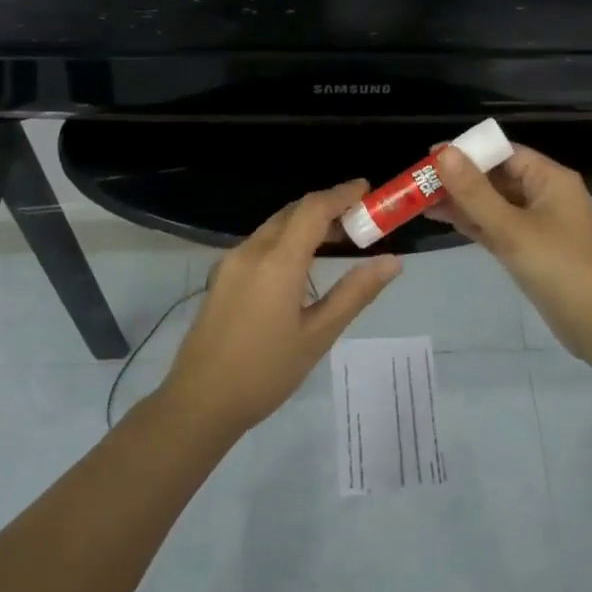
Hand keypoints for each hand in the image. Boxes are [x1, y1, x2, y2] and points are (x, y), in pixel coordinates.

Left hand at [160, 180, 402, 432]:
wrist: (199, 402)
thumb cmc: (265, 372)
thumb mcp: (318, 336)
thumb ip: (355, 293)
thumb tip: (392, 262)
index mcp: (277, 262)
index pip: (313, 209)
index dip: (342, 194)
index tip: (368, 189)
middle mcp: (251, 251)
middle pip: (293, 212)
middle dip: (327, 207)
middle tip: (360, 218)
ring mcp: (231, 262)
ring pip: (275, 225)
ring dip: (306, 222)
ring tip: (338, 238)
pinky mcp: (222, 276)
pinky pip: (260, 242)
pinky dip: (287, 238)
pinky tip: (303, 261)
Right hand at [432, 143, 591, 363]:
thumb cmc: (560, 268)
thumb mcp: (512, 228)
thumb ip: (475, 192)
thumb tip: (445, 153)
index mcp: (550, 179)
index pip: (504, 152)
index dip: (468, 151)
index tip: (430, 155)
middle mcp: (546, 195)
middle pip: (497, 177)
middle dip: (460, 178)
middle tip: (418, 181)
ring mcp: (539, 224)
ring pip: (495, 204)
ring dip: (462, 202)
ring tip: (420, 200)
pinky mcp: (532, 250)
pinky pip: (498, 227)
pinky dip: (474, 223)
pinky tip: (444, 219)